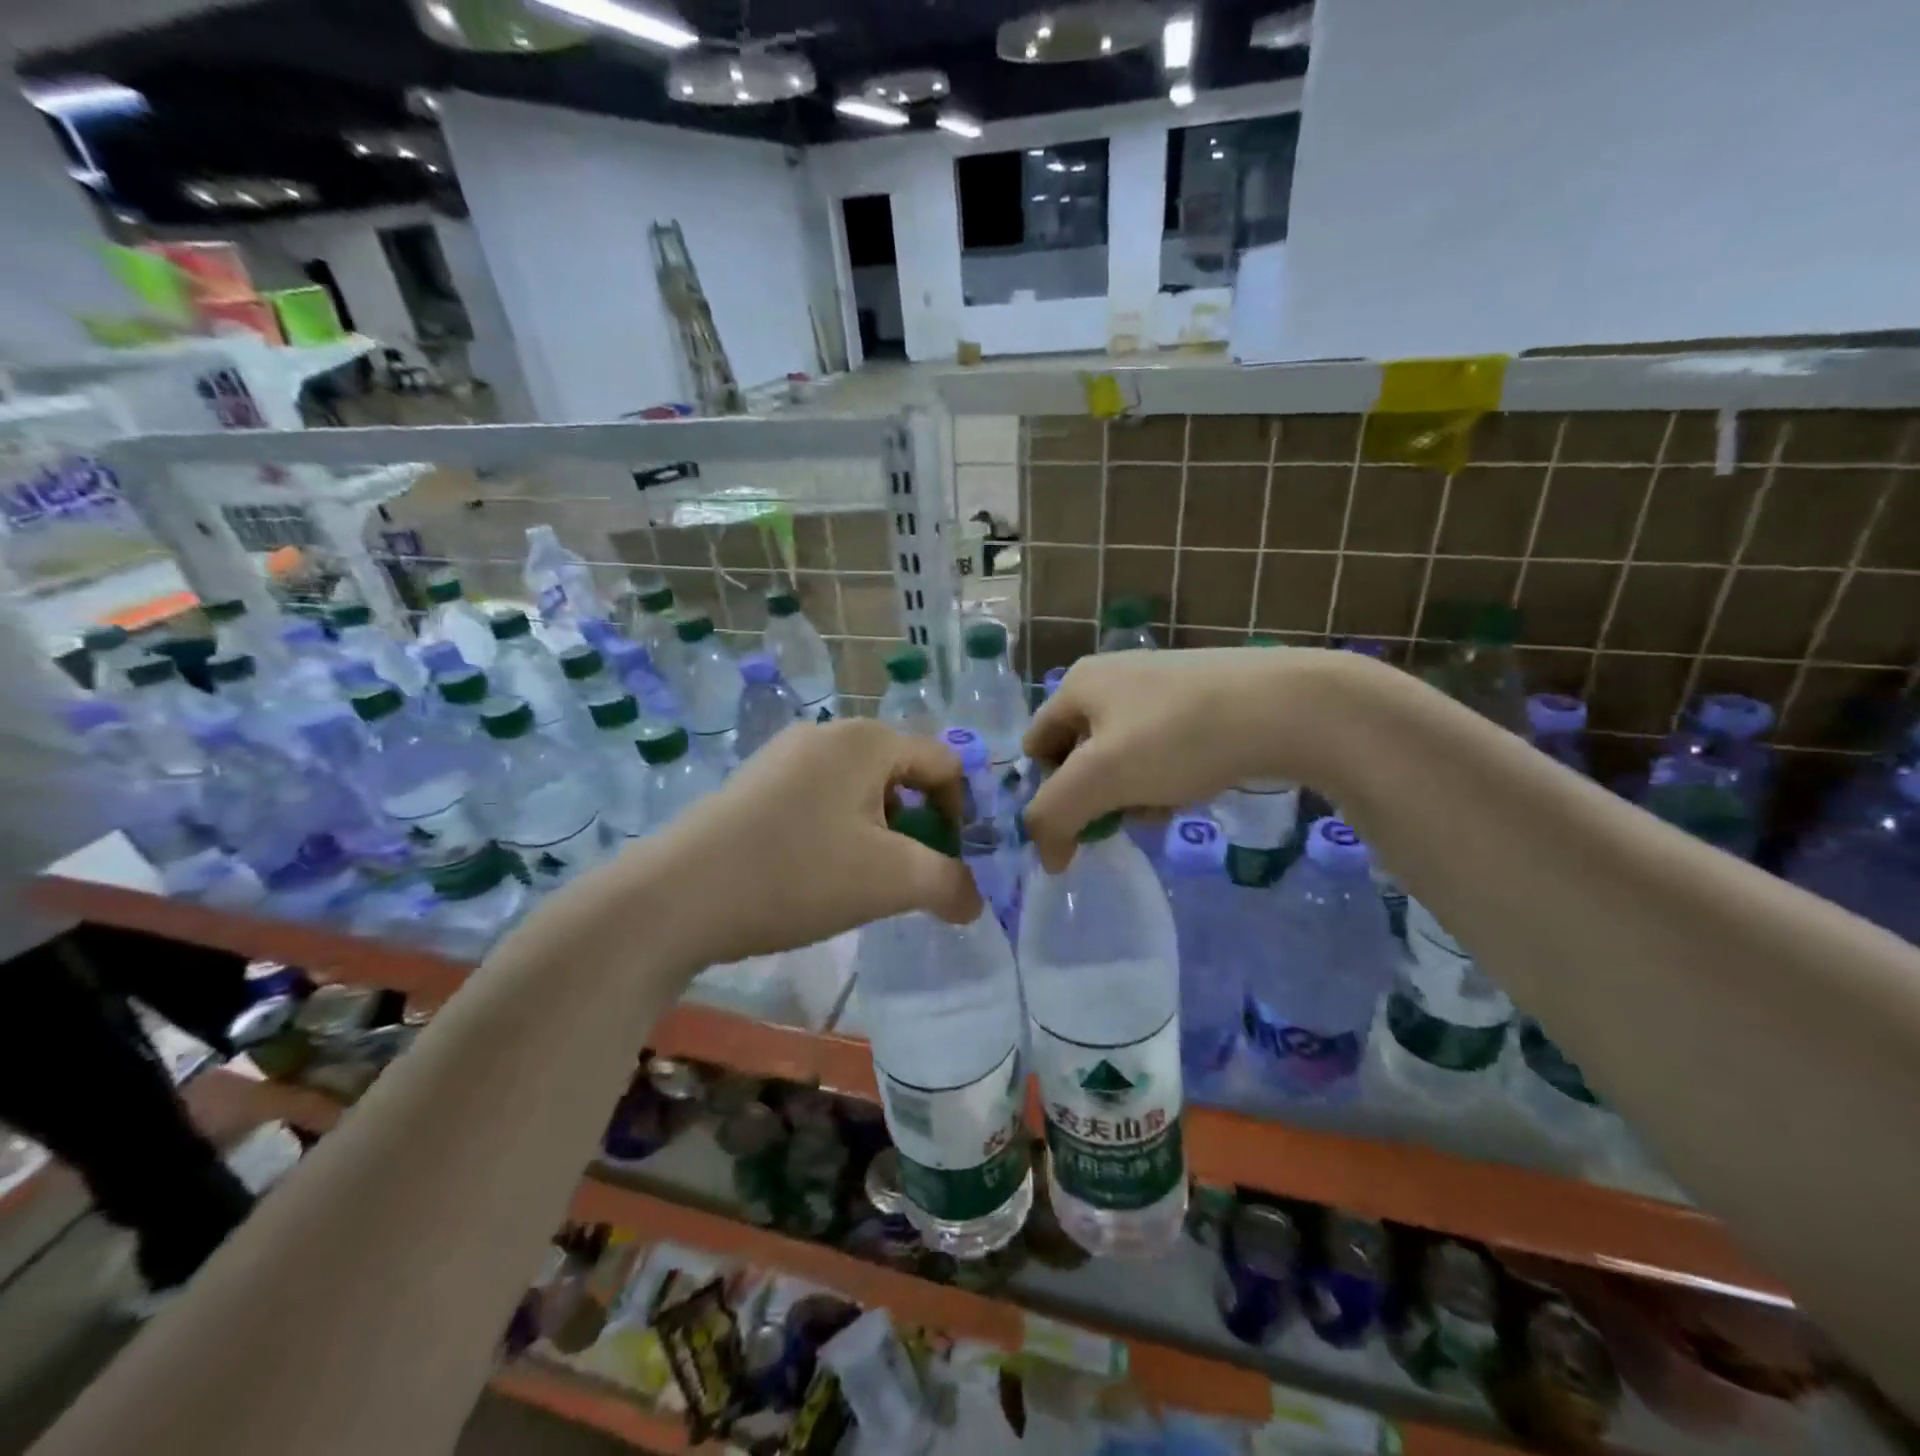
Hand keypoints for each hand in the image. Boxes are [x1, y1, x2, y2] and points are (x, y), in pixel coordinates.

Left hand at [638, 719, 981, 965]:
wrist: (677, 897)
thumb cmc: (798, 874)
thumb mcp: (892, 881)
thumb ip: (950, 884)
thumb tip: (973, 900)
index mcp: (867, 740)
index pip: (944, 763)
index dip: (961, 814)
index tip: (951, 865)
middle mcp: (827, 733)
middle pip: (901, 774)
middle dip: (917, 827)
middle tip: (906, 877)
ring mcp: (784, 755)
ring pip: (858, 789)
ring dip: (877, 832)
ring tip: (860, 881)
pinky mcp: (754, 783)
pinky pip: (818, 799)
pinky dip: (836, 832)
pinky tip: (814, 873)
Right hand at [1021, 646, 1347, 871]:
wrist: (1287, 706)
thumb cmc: (1178, 736)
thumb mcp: (1101, 777)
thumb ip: (1054, 816)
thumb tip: (1046, 855)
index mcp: (1077, 685)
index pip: (1036, 748)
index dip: (1049, 792)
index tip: (1082, 825)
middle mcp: (1110, 679)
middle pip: (1079, 755)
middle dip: (1097, 795)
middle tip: (1127, 817)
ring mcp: (1157, 687)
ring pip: (1122, 758)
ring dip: (1133, 793)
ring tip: (1164, 807)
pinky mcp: (1196, 701)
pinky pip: (1160, 751)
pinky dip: (1165, 778)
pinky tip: (1191, 789)